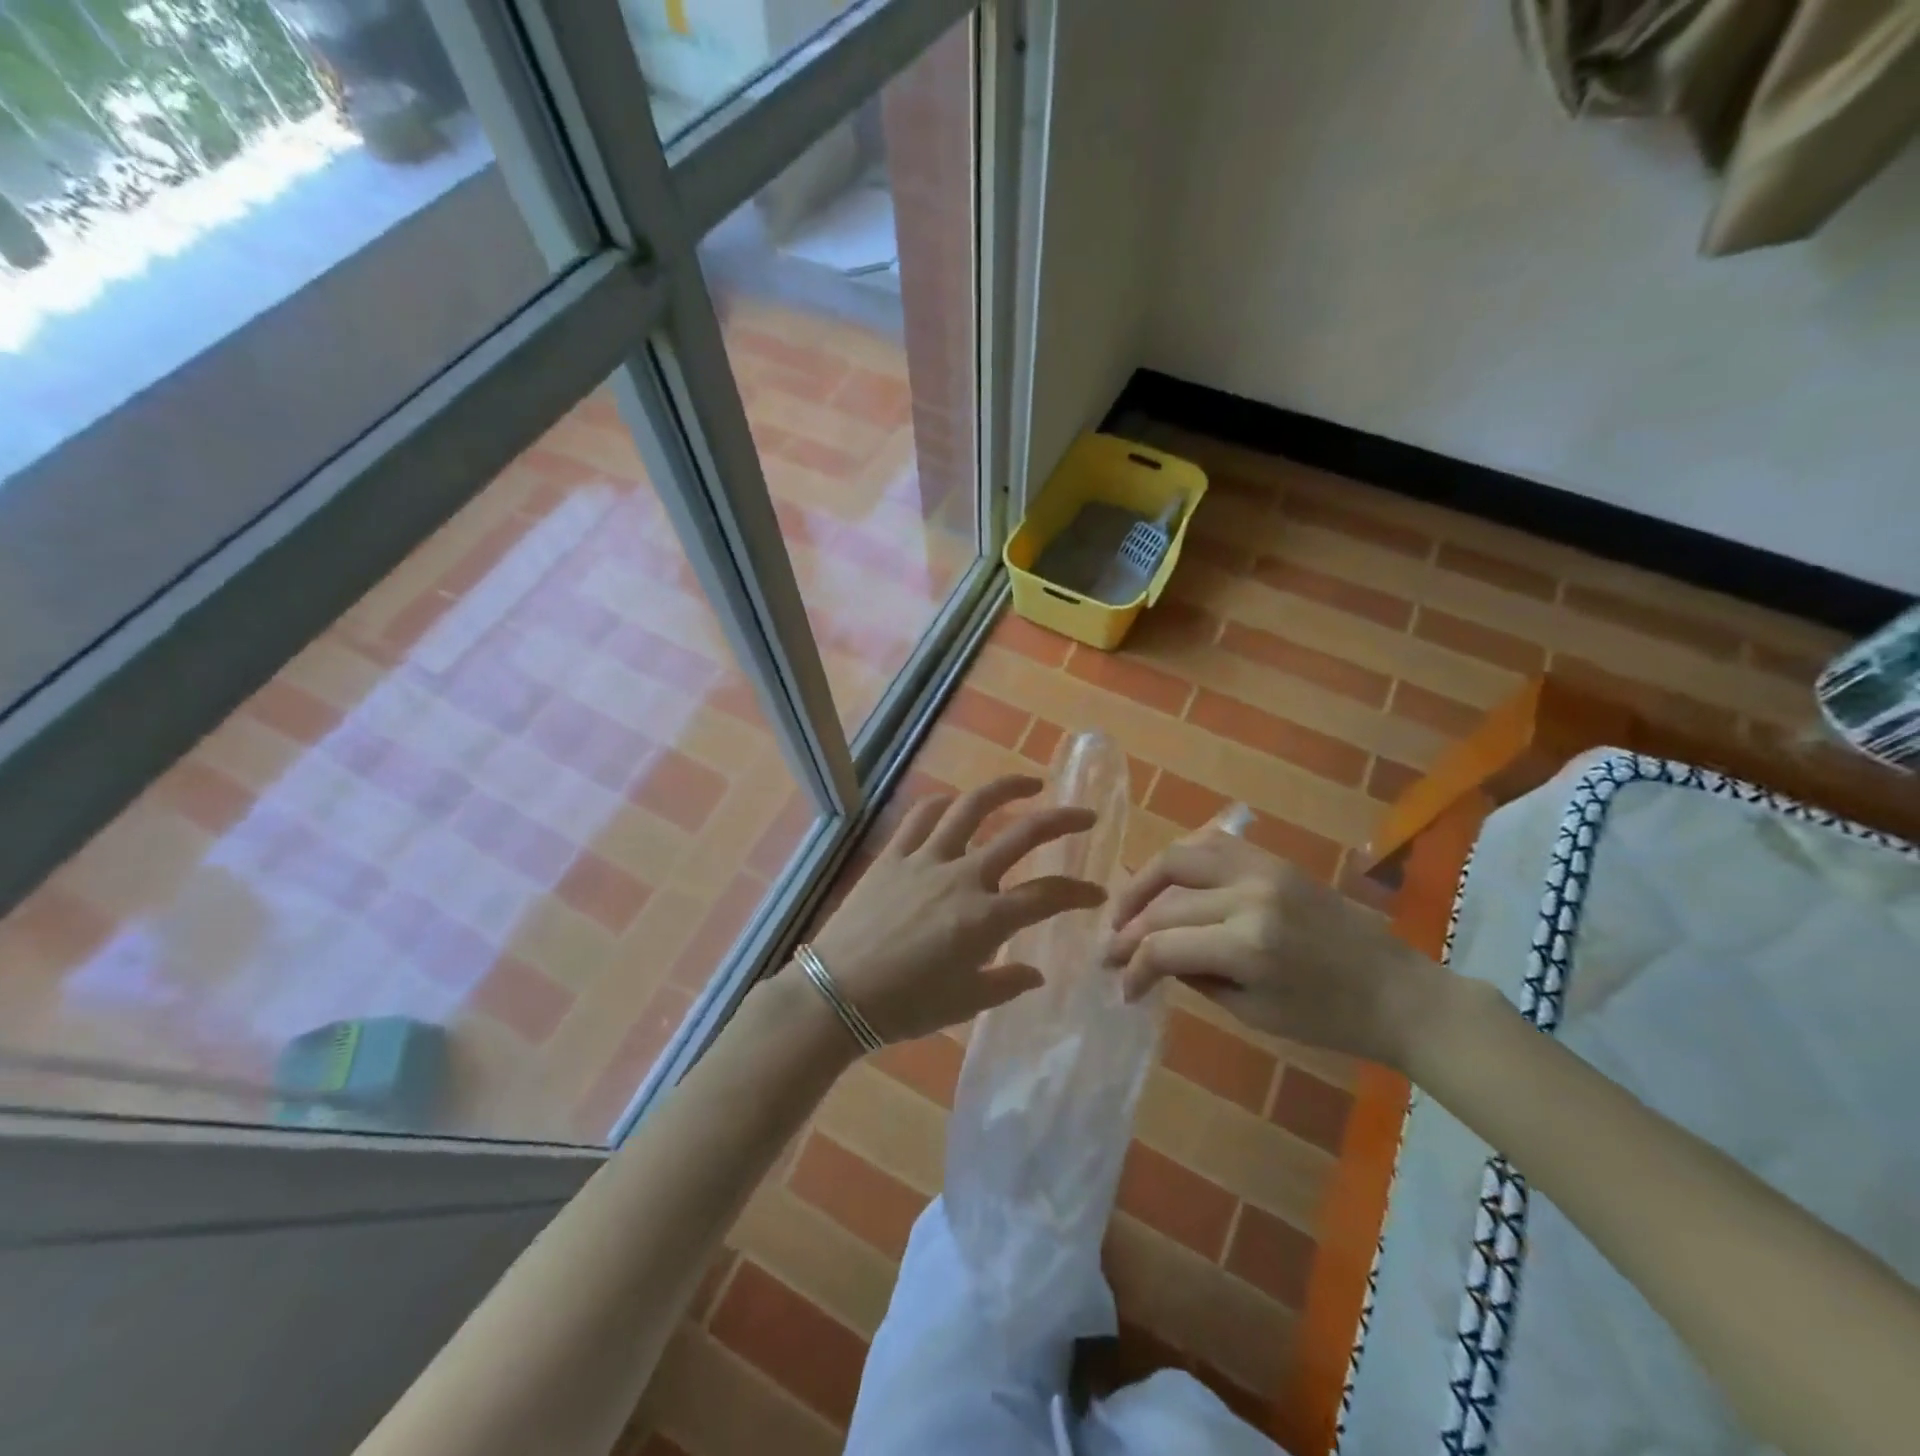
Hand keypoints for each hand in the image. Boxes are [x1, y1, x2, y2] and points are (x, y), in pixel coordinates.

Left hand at [803, 774, 1107, 1045]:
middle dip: (1062, 821)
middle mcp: (963, 877)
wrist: (837, 993)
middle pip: (1022, 835)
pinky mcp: (894, 855)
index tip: (1096, 893)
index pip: (1048, 895)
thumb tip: (1036, 973)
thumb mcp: (964, 1003)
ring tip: (1029, 783)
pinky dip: (942, 803)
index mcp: (987, 918)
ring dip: (1005, 789)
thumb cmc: (905, 1006)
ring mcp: (926, 859)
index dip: (1079, 892)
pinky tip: (953, 801)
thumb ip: (1006, 983)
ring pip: (972, 808)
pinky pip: (920, 817)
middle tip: (1085, 815)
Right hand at [1104, 831, 1445, 1068]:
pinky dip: (1180, 860)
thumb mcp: (1254, 1013)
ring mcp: (1263, 870)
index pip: (1164, 947)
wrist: (1400, 992)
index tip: (1122, 987)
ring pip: (1179, 856)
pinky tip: (1167, 881)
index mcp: (1248, 946)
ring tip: (1126, 907)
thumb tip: (1153, 958)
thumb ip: (1197, 978)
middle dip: (1128, 930)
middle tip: (1110, 951)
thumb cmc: (1331, 1021)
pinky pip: (1212, 844)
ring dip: (1143, 881)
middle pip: (1165, 903)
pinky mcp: (1275, 860)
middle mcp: (1249, 896)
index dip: (1133, 968)